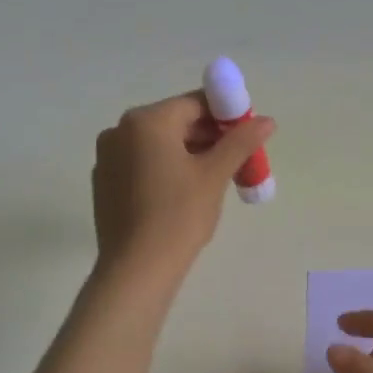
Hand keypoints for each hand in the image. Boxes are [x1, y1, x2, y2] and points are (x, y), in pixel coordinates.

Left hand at [90, 91, 274, 278]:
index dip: (226, 115)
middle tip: (239, 160)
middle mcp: (120, 130)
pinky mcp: (105, 183)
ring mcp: (108, 157)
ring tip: (217, 178)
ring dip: (190, 153)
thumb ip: (241, 142)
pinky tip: (185, 194)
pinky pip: (143, 163)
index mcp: (147, 121)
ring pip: (159, 144)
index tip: (248, 135)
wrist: (136, 269)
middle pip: (176, 122)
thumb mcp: (215, 175)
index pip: (195, 103)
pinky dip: (167, 168)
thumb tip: (267, 120)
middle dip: (210, 137)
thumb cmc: (179, 215)